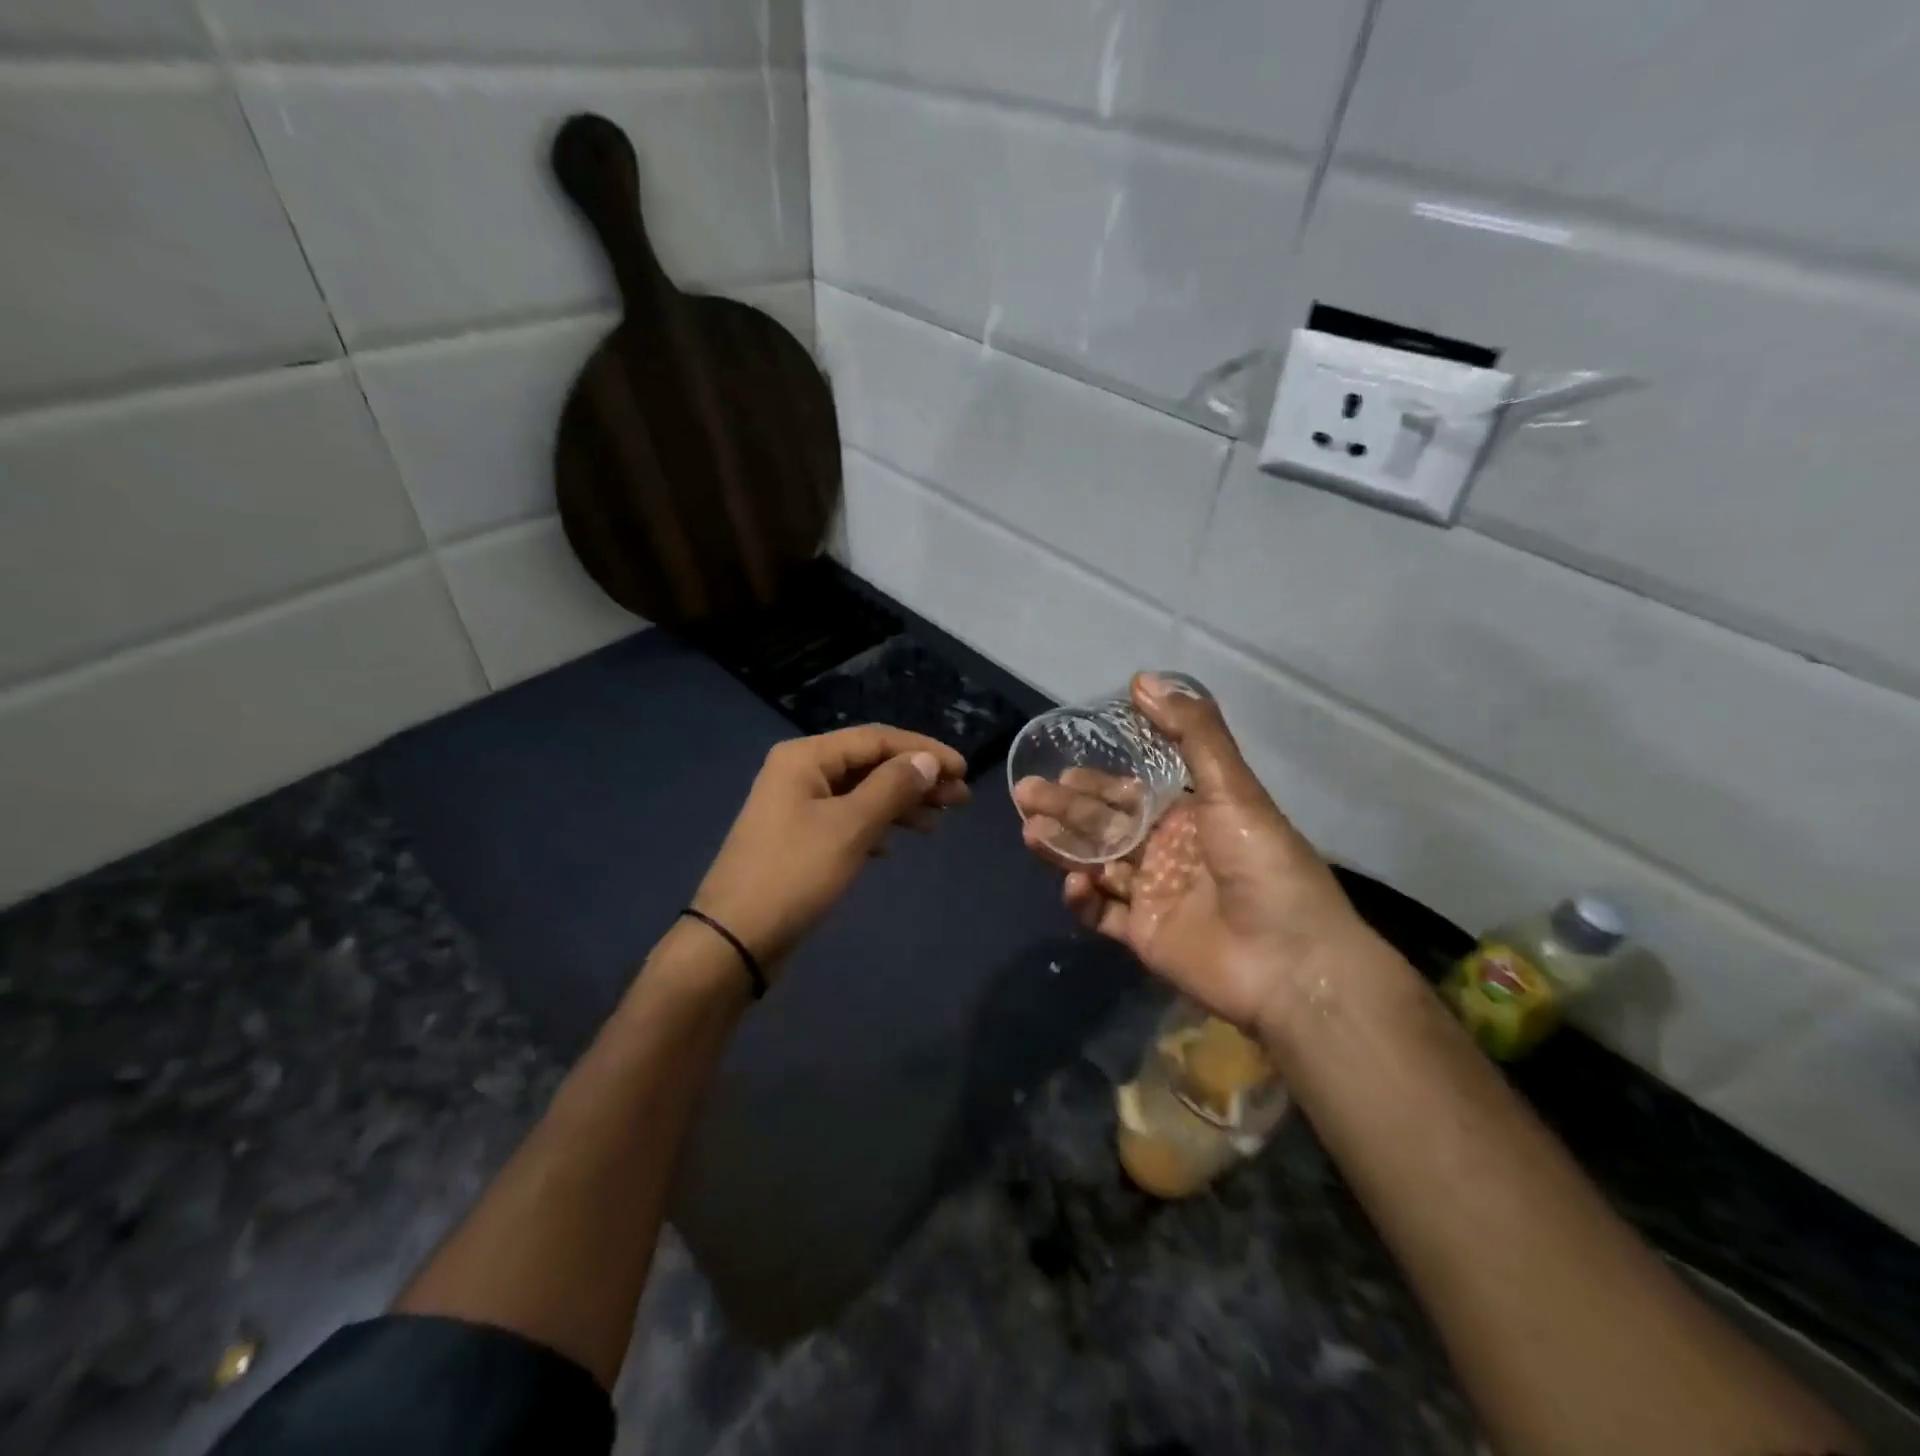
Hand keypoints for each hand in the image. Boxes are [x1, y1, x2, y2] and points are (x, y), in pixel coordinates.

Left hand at [693, 726, 969, 978]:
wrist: (734, 939)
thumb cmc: (794, 874)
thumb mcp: (850, 828)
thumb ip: (892, 787)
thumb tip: (927, 761)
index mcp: (806, 757)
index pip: (877, 739)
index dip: (924, 751)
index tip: (964, 770)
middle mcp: (800, 771)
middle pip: (870, 763)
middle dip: (916, 778)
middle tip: (960, 799)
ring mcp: (797, 805)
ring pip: (861, 792)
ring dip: (901, 802)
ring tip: (937, 823)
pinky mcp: (800, 837)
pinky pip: (848, 817)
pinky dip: (877, 825)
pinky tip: (896, 843)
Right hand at [1013, 674, 1380, 1034]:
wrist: (1290, 962)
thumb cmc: (1263, 865)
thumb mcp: (1232, 788)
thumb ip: (1190, 732)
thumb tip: (1142, 679)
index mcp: (1190, 818)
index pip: (1130, 794)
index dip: (1096, 782)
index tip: (1062, 769)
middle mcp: (1168, 853)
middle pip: (1105, 826)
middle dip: (1066, 809)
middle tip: (1027, 794)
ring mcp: (1154, 897)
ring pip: (1096, 866)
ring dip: (1064, 848)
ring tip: (1031, 831)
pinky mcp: (1143, 938)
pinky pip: (1102, 915)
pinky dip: (1083, 899)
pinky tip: (1075, 882)